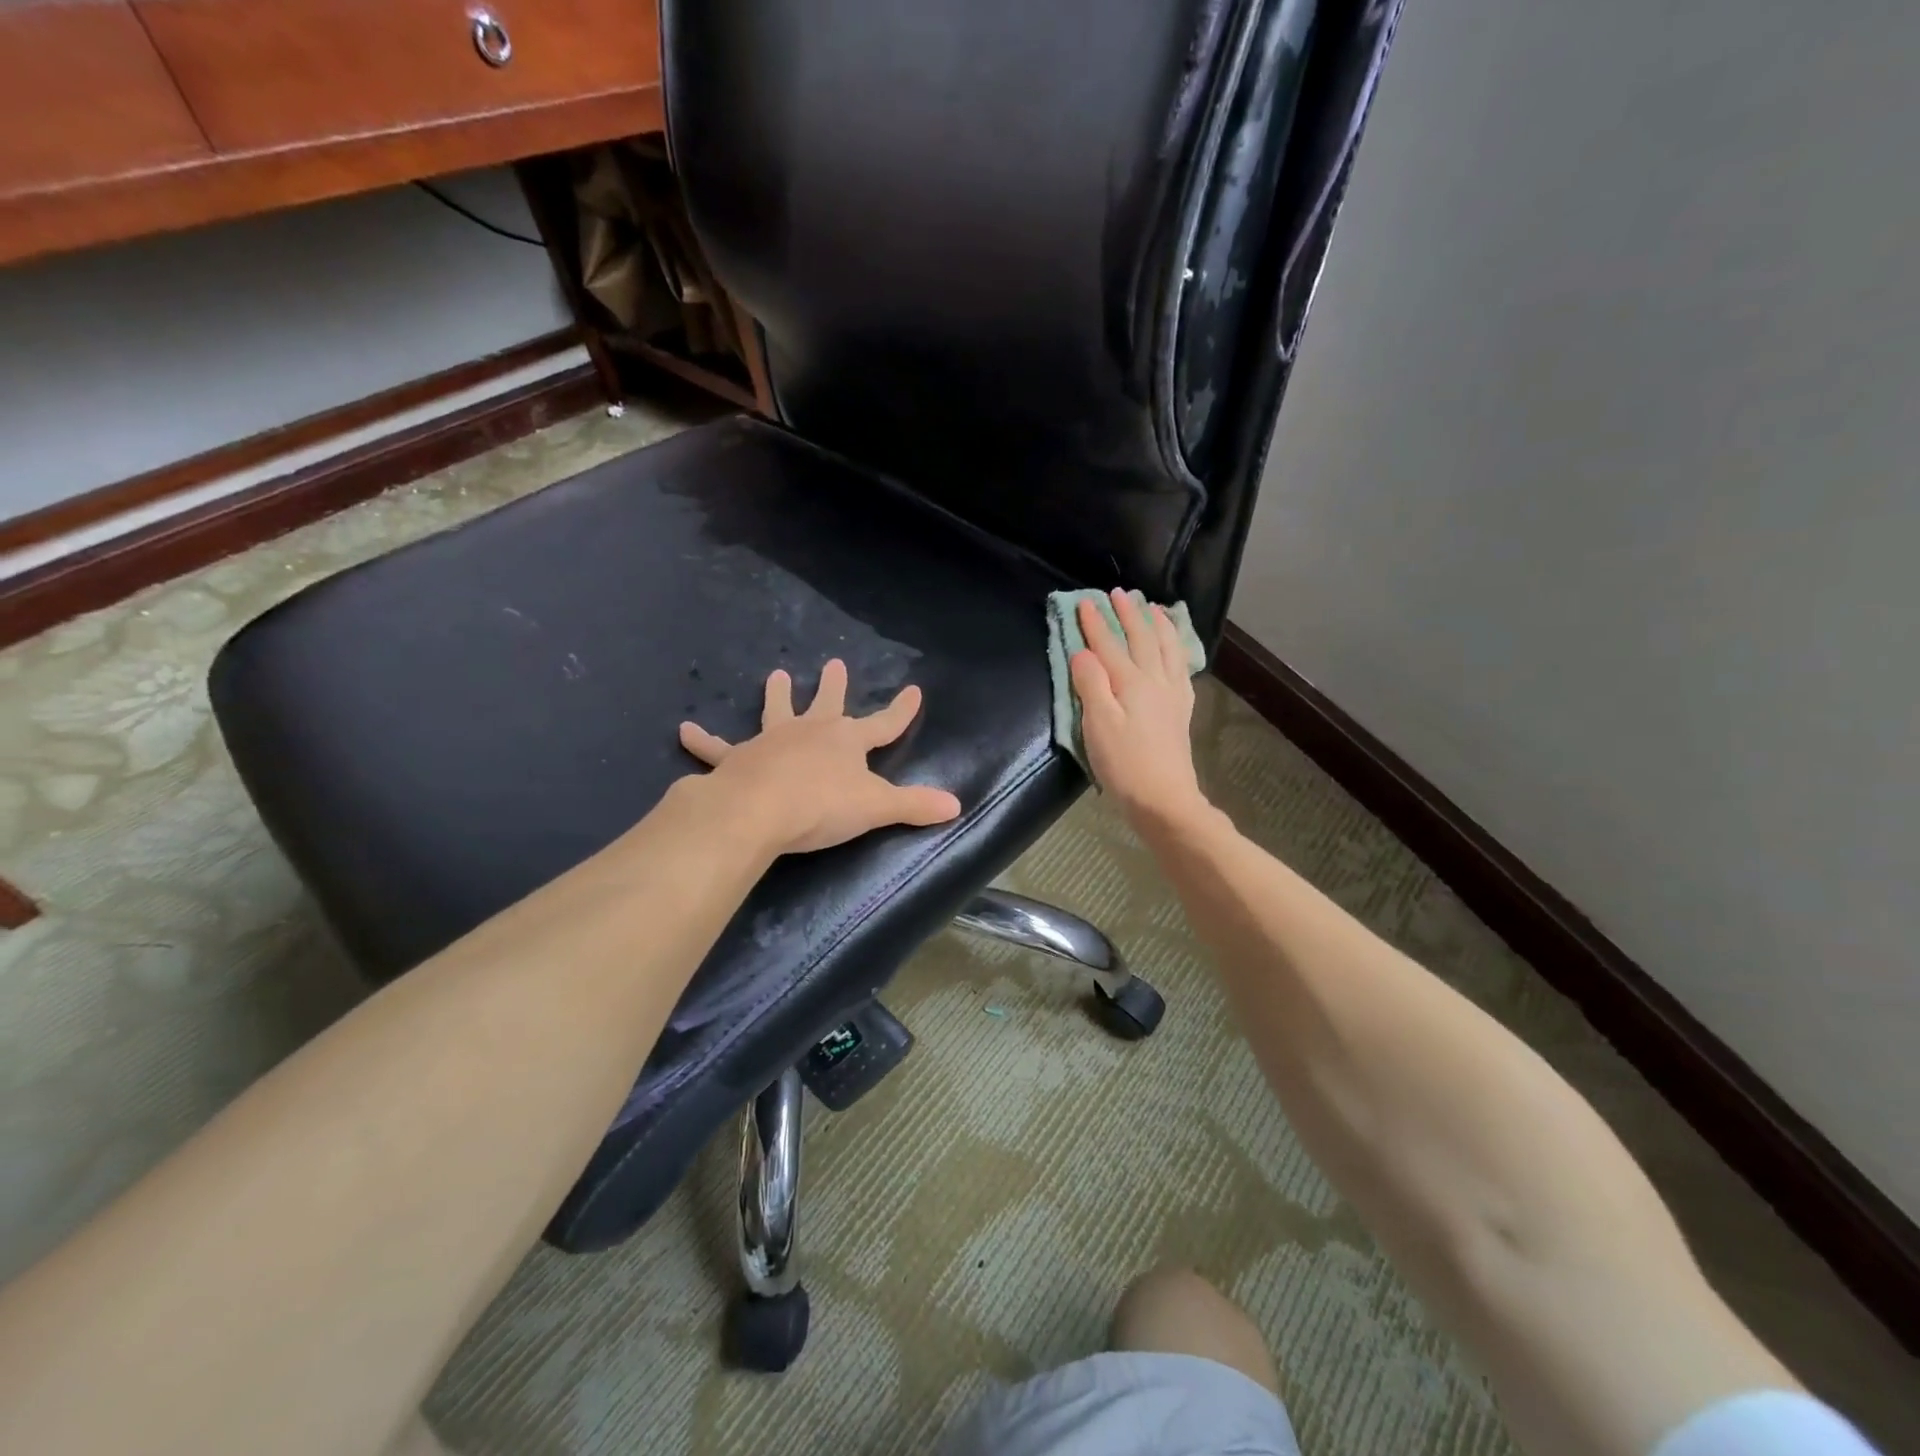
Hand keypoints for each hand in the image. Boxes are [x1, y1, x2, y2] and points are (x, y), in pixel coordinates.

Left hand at [678, 659, 962, 854]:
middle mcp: (810, 732)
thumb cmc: (822, 806)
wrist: (759, 810)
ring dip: (777, 696)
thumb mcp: (876, 808)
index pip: (884, 723)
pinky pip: (717, 748)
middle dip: (834, 686)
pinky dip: (702, 741)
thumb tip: (956, 804)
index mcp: (847, 741)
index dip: (901, 710)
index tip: (914, 691)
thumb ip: (914, 805)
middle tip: (834, 663)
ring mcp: (771, 741)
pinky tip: (684, 730)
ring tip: (776, 674)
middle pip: (827, 704)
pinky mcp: (737, 759)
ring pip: (776, 712)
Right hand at [1070, 590, 1207, 828]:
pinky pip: (1180, 667)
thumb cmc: (1124, 764)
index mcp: (1131, 682)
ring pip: (1167, 648)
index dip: (1095, 623)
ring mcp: (1172, 695)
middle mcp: (1155, 681)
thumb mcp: (1098, 725)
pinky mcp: (1180, 710)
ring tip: (1152, 607)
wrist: (1164, 799)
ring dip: (1157, 624)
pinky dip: (1176, 649)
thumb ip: (1091, 684)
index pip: (1109, 645)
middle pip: (1142, 639)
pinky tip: (1174, 649)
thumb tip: (1083, 652)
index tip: (1084, 601)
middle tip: (1119, 593)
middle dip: (1129, 614)